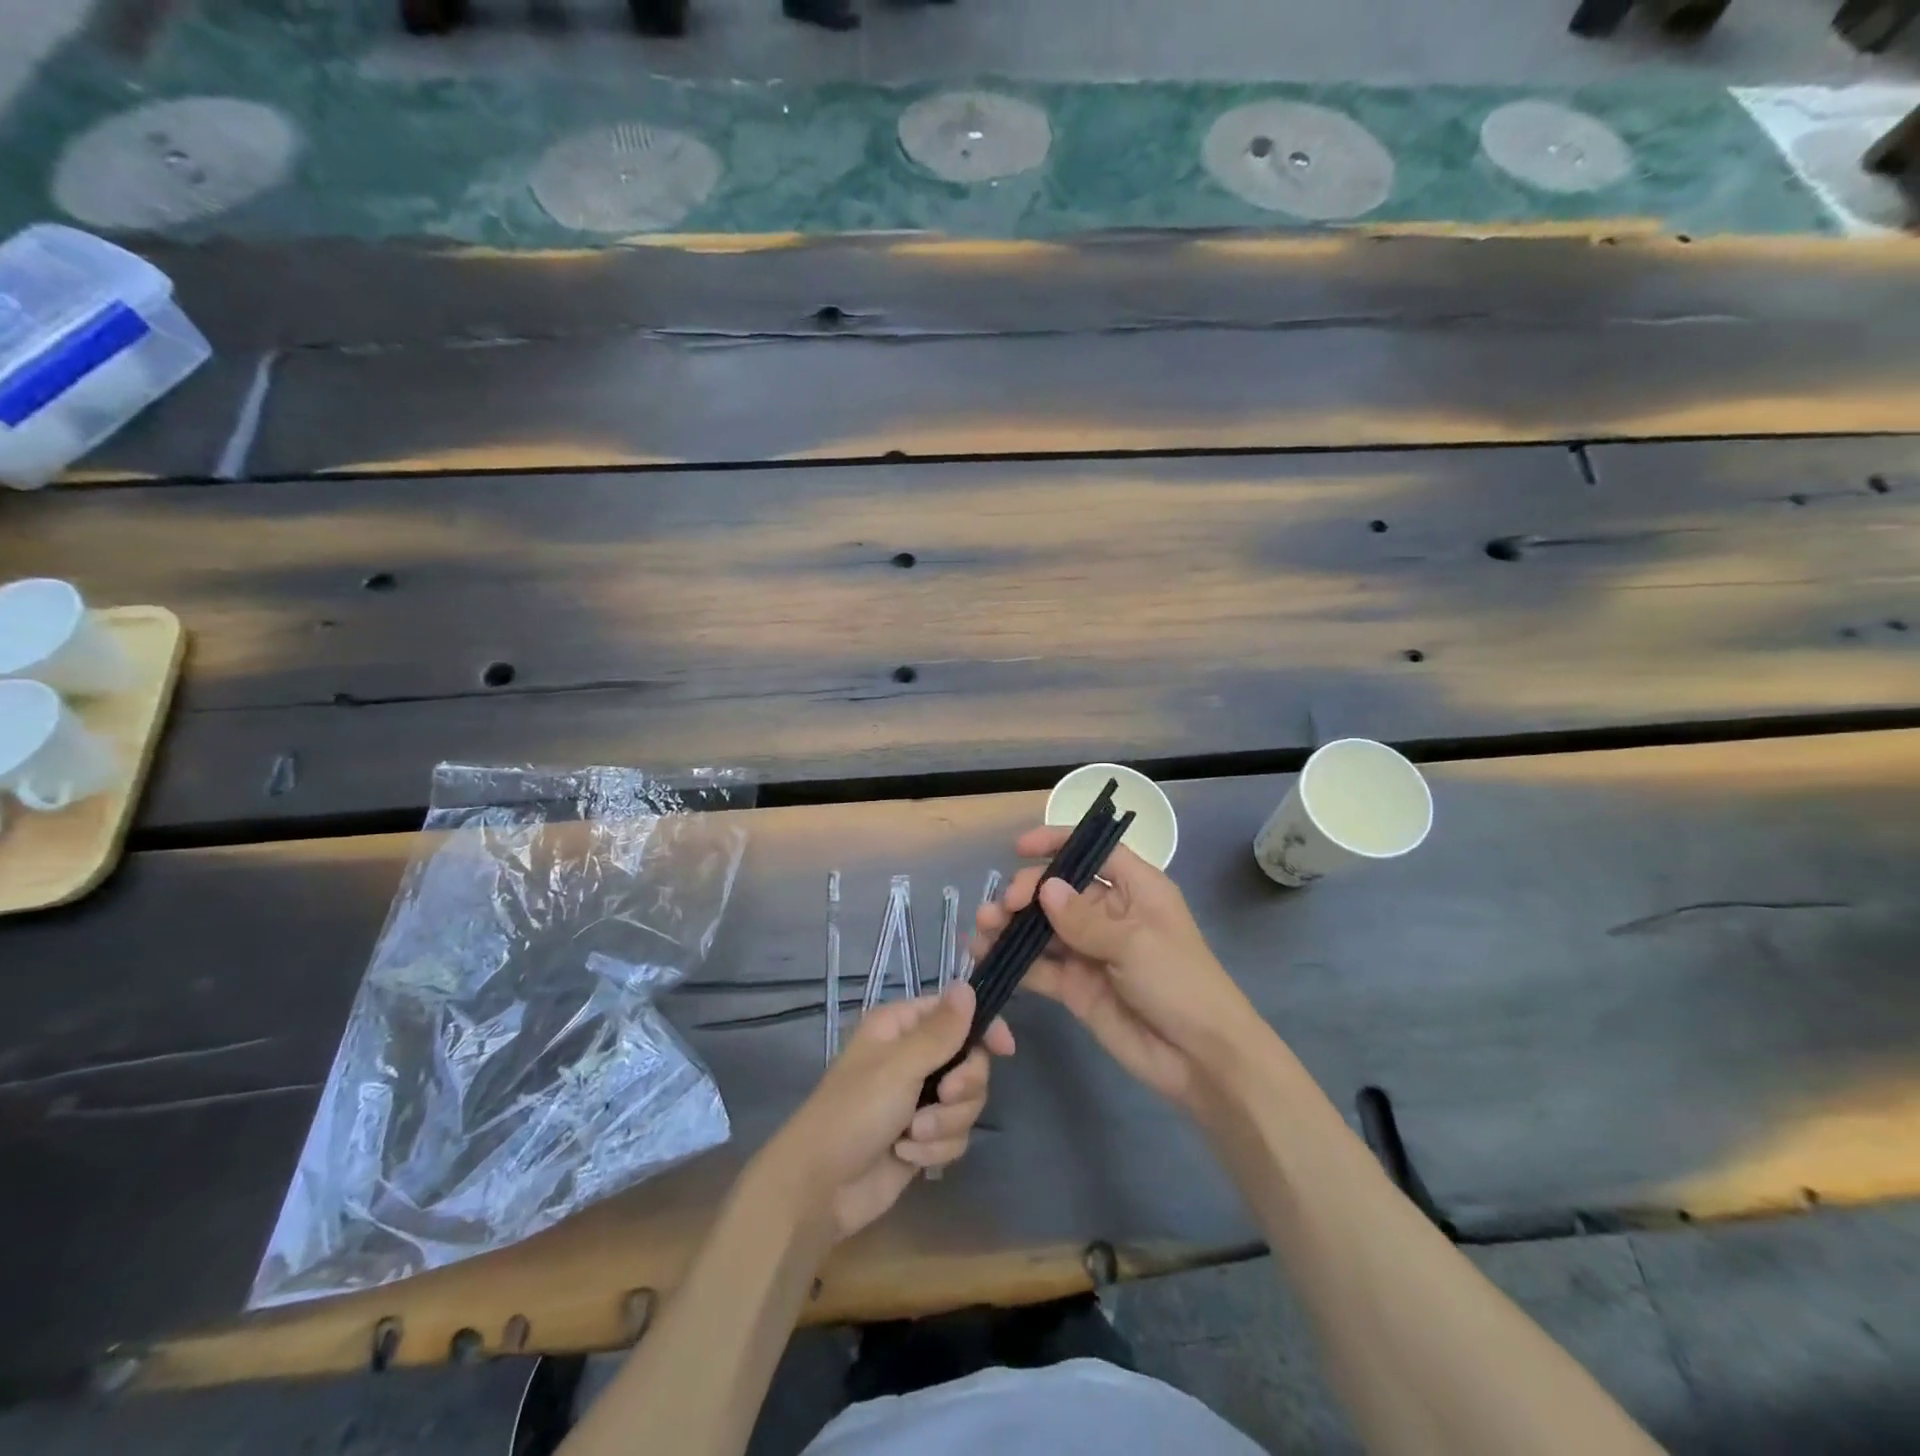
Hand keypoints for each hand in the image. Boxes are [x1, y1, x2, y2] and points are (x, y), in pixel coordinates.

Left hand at [761, 982, 1013, 1243]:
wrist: (819, 1189)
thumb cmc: (853, 1113)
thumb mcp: (899, 1067)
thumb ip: (940, 1031)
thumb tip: (967, 985)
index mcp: (900, 1027)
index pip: (955, 1013)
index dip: (983, 1028)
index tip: (1005, 1050)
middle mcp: (912, 1057)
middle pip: (969, 1061)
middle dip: (962, 1087)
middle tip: (943, 1097)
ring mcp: (918, 1099)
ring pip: (966, 1102)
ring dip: (945, 1123)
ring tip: (912, 1136)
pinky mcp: (922, 1138)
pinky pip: (955, 1135)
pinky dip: (935, 1149)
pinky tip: (907, 1157)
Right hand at [972, 826, 1258, 1110]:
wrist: (1200, 1059)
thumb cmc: (1180, 984)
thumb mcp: (1135, 943)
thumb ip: (1084, 919)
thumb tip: (1045, 888)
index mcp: (1135, 889)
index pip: (1094, 852)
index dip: (1058, 843)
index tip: (1020, 847)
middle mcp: (1109, 914)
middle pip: (1060, 890)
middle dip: (1027, 892)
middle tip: (1003, 907)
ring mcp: (1090, 951)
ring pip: (1043, 928)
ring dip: (1012, 925)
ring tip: (982, 928)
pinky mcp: (1076, 986)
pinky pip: (1040, 967)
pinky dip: (1014, 961)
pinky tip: (986, 956)